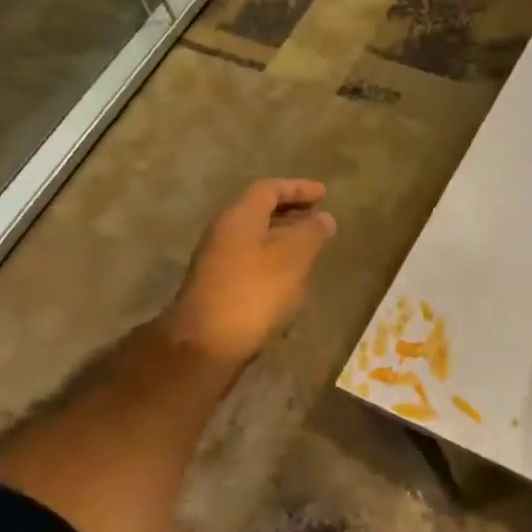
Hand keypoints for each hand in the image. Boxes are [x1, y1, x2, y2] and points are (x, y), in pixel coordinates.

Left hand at [165, 179, 336, 367]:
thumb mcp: (293, 258)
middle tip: (318, 218)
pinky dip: (273, 257)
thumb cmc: (254, 292)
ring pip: (255, 237)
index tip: (324, 193)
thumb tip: (324, 218)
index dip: (298, 188)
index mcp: (239, 217)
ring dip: (283, 236)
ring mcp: (217, 260)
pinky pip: (251, 258)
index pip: (269, 189)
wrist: (207, 343)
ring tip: (310, 246)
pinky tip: (290, 275)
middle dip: (291, 211)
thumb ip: (312, 233)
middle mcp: (223, 232)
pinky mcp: (218, 286)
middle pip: (259, 211)